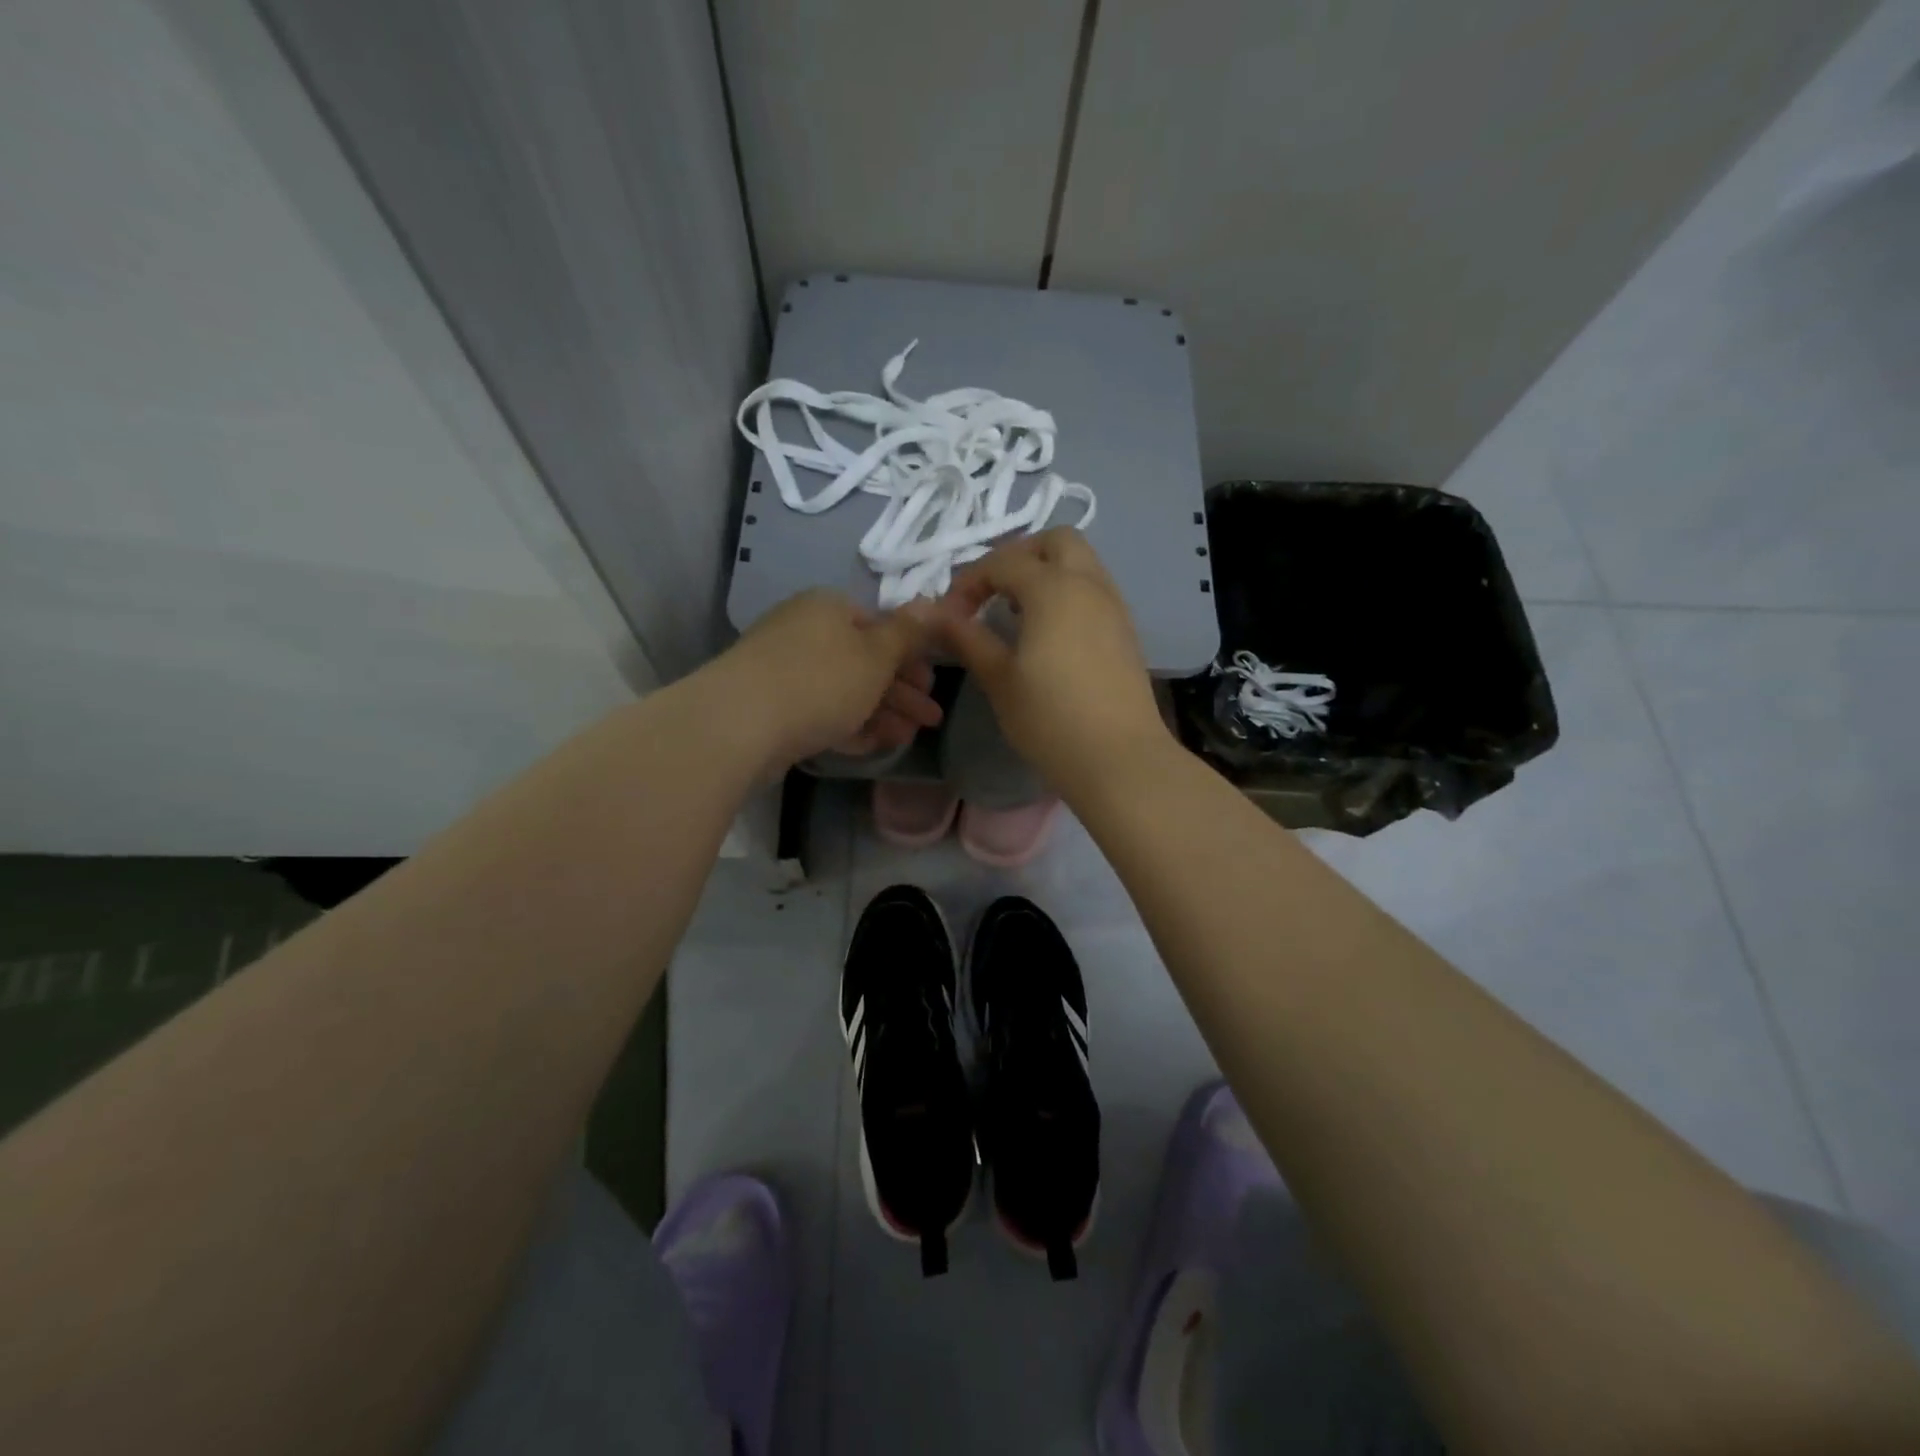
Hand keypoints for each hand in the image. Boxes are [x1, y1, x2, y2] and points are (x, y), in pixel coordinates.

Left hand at [710, 588, 942, 773]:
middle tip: (931, 720)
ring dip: (881, 713)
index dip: (912, 655)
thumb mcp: (876, 655)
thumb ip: (907, 633)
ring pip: (844, 689)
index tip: (932, 684)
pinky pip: (820, 711)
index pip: (880, 625)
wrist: (740, 724)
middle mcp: (805, 631)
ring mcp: (784, 670)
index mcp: (829, 608)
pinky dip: (849, 725)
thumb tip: (932, 602)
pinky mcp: (771, 706)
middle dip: (902, 692)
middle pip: (864, 660)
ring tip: (907, 739)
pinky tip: (873, 745)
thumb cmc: (820, 680)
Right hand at [926, 529, 1172, 798]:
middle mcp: (1089, 584)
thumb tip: (937, 614)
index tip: (950, 616)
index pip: (1004, 561)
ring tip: (1017, 613)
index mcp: (1053, 588)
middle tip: (992, 592)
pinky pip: (1094, 590)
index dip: (970, 581)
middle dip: (1019, 555)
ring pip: (1081, 563)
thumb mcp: (999, 679)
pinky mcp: (1126, 631)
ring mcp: (1114, 606)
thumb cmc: (1050, 719)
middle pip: (1056, 541)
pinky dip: (1068, 594)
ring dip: (1046, 573)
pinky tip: (1049, 634)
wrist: (1119, 758)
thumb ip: (967, 638)